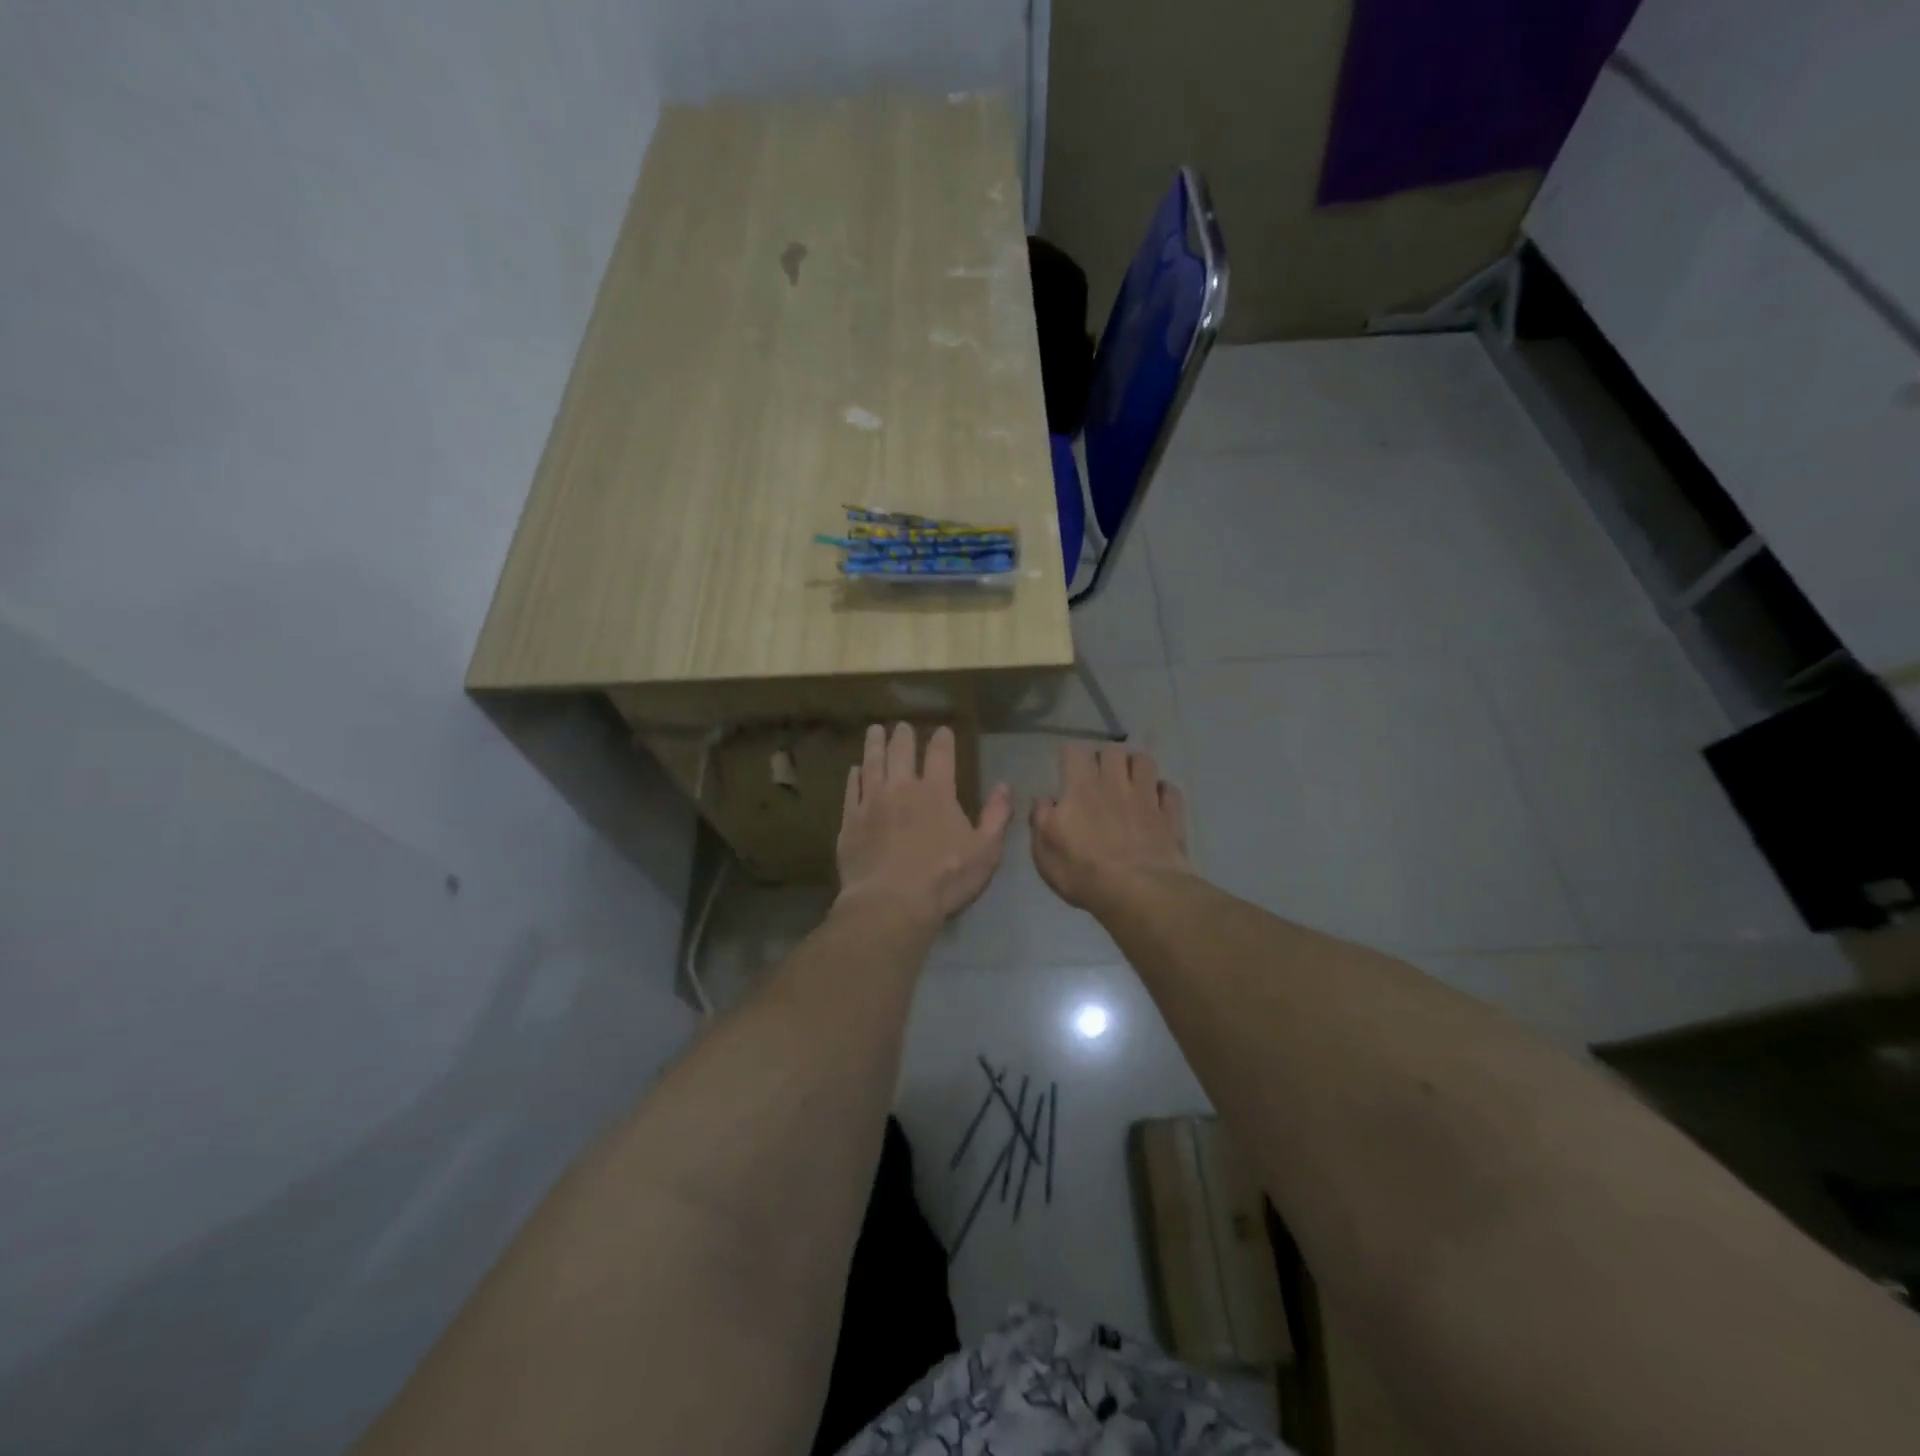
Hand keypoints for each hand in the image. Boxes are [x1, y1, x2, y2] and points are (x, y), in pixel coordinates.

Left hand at [836, 723, 1013, 922]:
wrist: (890, 903)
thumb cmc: (944, 879)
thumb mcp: (985, 851)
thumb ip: (996, 816)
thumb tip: (1004, 786)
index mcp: (937, 792)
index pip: (941, 755)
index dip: (942, 739)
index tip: (942, 729)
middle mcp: (902, 788)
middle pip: (901, 751)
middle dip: (903, 735)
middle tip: (902, 725)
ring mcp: (872, 801)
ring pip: (872, 763)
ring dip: (874, 744)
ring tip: (875, 730)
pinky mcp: (850, 820)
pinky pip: (851, 789)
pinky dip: (854, 776)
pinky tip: (854, 770)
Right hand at [1032, 744, 1191, 912]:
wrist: (1139, 893)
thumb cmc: (1084, 873)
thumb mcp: (1044, 852)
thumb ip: (1041, 820)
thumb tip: (1045, 800)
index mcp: (1081, 789)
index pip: (1074, 752)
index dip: (1070, 756)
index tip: (1067, 769)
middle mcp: (1115, 784)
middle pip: (1112, 750)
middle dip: (1105, 757)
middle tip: (1099, 775)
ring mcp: (1146, 798)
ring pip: (1144, 761)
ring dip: (1135, 766)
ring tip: (1129, 781)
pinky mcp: (1170, 815)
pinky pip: (1169, 790)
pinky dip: (1162, 792)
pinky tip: (1156, 802)